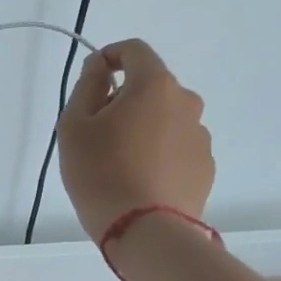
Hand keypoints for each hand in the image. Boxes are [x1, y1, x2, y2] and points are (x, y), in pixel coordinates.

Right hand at [56, 38, 214, 241]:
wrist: (146, 231)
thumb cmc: (100, 172)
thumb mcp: (74, 125)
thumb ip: (87, 87)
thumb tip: (100, 68)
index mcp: (154, 85)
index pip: (134, 50)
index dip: (109, 56)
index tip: (91, 81)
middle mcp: (186, 102)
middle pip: (151, 86)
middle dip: (125, 98)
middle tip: (98, 131)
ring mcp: (200, 136)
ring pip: (165, 117)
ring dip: (144, 126)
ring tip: (119, 161)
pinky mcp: (205, 166)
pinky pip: (176, 145)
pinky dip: (158, 151)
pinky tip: (140, 179)